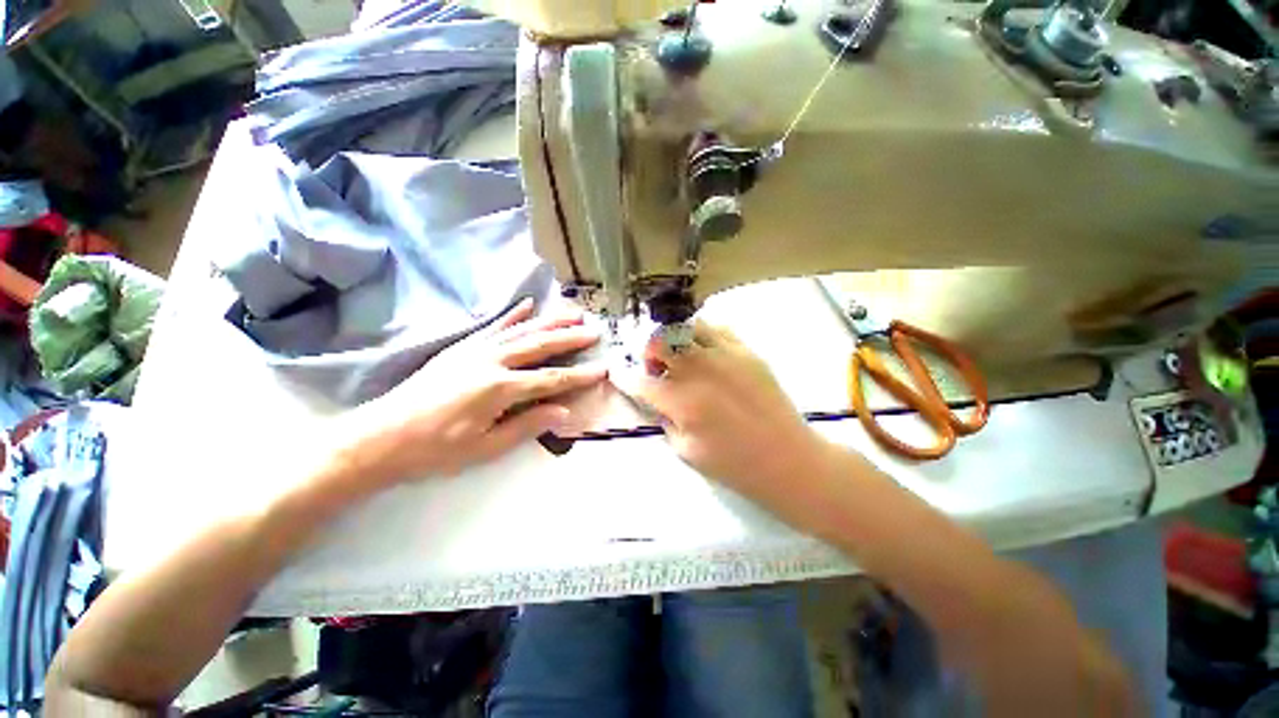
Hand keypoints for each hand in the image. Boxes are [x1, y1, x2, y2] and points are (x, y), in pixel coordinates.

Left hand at [328, 299, 605, 491]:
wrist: (381, 437)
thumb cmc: (435, 450)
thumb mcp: (485, 448)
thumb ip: (526, 426)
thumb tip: (564, 412)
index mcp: (499, 389)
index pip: (551, 380)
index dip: (578, 376)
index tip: (602, 369)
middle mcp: (492, 362)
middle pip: (540, 345)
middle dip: (570, 338)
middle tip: (594, 331)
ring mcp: (475, 350)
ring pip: (521, 330)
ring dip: (549, 321)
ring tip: (572, 313)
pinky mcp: (462, 348)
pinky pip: (493, 326)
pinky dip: (513, 315)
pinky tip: (527, 305)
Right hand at [617, 321, 835, 506]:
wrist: (787, 459)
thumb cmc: (734, 464)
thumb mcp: (686, 451)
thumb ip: (665, 420)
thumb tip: (657, 399)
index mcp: (681, 401)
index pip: (639, 381)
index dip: (623, 377)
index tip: (618, 373)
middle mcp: (699, 371)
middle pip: (659, 340)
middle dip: (649, 351)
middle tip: (656, 366)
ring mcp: (725, 356)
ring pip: (687, 326)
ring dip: (675, 340)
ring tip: (682, 358)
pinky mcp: (747, 352)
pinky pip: (718, 329)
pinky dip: (703, 337)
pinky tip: (707, 354)